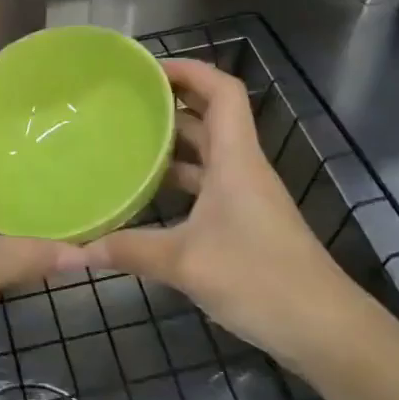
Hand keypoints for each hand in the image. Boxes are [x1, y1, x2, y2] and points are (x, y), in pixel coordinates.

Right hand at [83, 58, 358, 368]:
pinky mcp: (245, 223)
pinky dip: (179, 179)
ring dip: (173, 142)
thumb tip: (74, 250)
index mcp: (235, 159)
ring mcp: (245, 197)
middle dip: (172, 102)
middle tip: (124, 101)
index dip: (189, 70)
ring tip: (126, 139)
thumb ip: (128, 251)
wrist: (324, 330)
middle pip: (212, 116)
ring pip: (208, 153)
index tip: (146, 70)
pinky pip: (207, 184)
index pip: (222, 91)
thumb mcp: (185, 263)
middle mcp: (241, 168)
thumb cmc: (258, 278)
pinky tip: (148, 194)